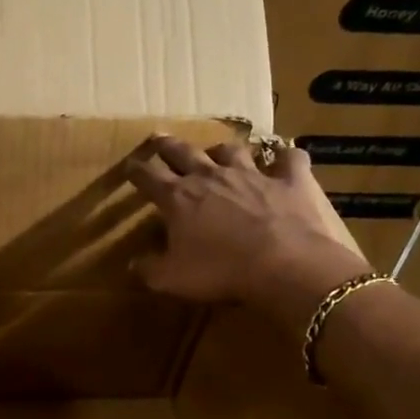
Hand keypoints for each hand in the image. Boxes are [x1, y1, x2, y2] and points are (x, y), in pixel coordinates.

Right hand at [123, 135, 370, 328]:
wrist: (285, 265)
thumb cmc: (221, 271)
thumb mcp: (172, 279)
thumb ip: (149, 269)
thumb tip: (132, 264)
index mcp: (179, 198)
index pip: (148, 177)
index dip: (136, 170)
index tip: (129, 166)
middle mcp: (211, 176)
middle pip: (183, 152)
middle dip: (168, 146)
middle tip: (159, 138)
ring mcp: (253, 174)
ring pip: (231, 150)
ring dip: (221, 150)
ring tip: (217, 151)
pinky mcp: (290, 180)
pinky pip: (289, 159)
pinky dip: (285, 156)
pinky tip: (286, 156)